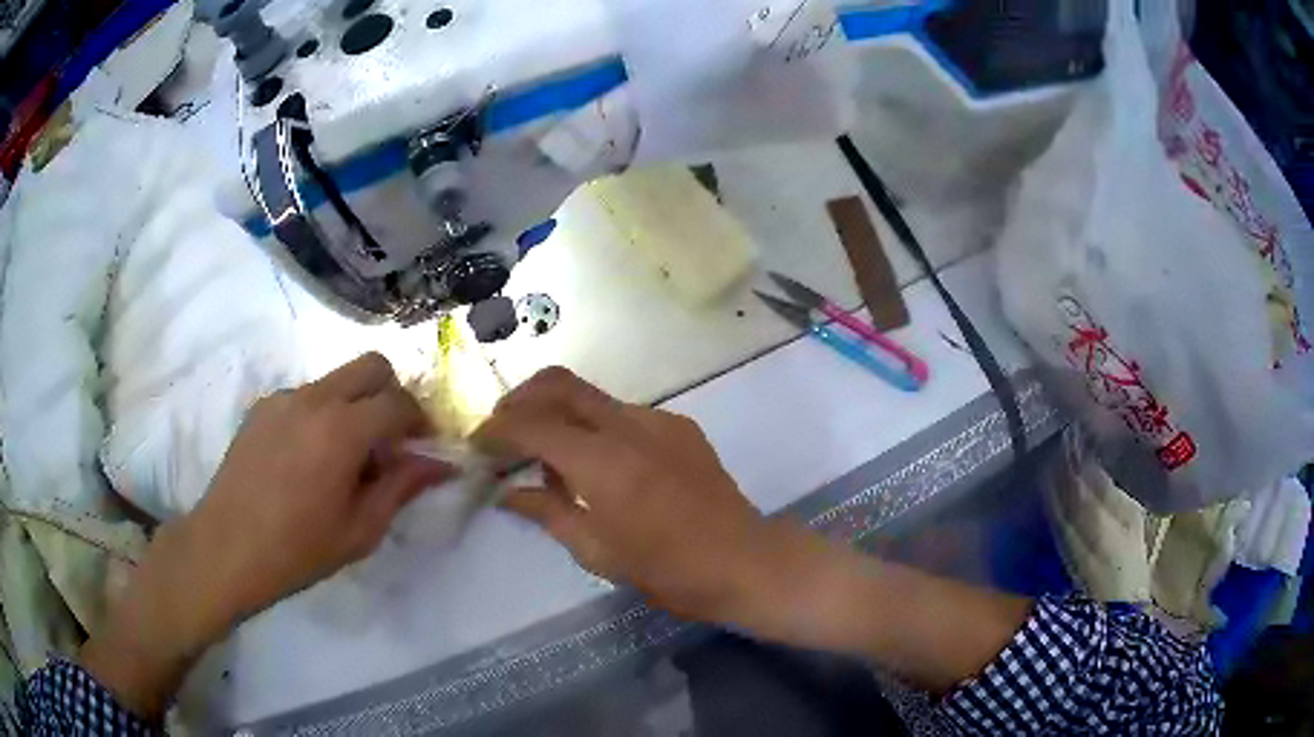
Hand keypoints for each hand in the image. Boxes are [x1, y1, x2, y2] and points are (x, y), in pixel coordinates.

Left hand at [82, 353, 452, 717]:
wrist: (227, 548)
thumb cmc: (298, 549)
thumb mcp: (360, 529)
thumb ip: (402, 487)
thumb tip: (440, 464)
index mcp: (343, 429)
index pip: (399, 402)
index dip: (421, 422)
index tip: (424, 449)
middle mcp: (314, 398)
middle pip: (372, 366)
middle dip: (392, 395)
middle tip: (390, 441)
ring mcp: (283, 398)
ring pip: (336, 380)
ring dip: (355, 406)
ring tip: (344, 459)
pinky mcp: (261, 407)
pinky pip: (305, 397)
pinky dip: (321, 415)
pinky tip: (307, 461)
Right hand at [474, 367, 772, 621]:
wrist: (746, 562)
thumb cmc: (669, 571)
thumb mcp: (598, 553)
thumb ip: (547, 513)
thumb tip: (507, 493)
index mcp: (603, 463)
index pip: (533, 426)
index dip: (497, 430)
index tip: (478, 443)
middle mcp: (629, 426)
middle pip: (560, 383)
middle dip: (522, 398)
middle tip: (503, 430)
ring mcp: (659, 421)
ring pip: (592, 397)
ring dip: (560, 413)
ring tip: (547, 456)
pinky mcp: (681, 426)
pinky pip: (624, 414)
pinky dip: (596, 427)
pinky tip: (599, 464)